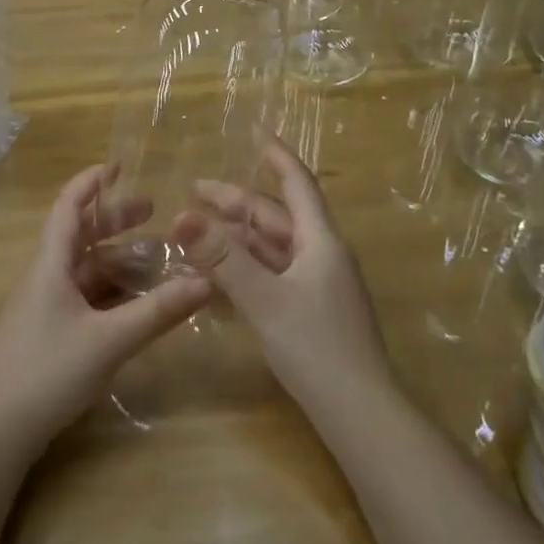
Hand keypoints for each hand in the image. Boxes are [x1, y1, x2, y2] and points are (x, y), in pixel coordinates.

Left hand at [0, 165, 212, 459]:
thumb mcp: (110, 340)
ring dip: (115, 258)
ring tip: (154, 256)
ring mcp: (43, 307)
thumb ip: (159, 311)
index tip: (120, 166)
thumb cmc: (49, 371)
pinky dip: (109, 289)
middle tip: (153, 212)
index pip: (68, 208)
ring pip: (83, 269)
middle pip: (79, 236)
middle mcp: (44, 278)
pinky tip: (133, 301)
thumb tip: (208, 282)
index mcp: (50, 266)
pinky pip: (82, 296)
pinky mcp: (47, 332)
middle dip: (114, 220)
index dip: (91, 183)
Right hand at [173, 137, 392, 409]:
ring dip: (237, 236)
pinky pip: (273, 274)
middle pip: (276, 217)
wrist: (360, 413)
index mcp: (320, 242)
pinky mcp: (311, 310)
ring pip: (273, 247)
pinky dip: (246, 266)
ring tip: (197, 230)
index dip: (275, 154)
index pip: (296, 184)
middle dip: (236, 201)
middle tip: (194, 191)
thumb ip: (223, 258)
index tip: (254, 129)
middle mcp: (322, 255)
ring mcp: (318, 284)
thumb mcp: (264, 299)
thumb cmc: (317, 347)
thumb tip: (183, 216)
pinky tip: (218, 274)